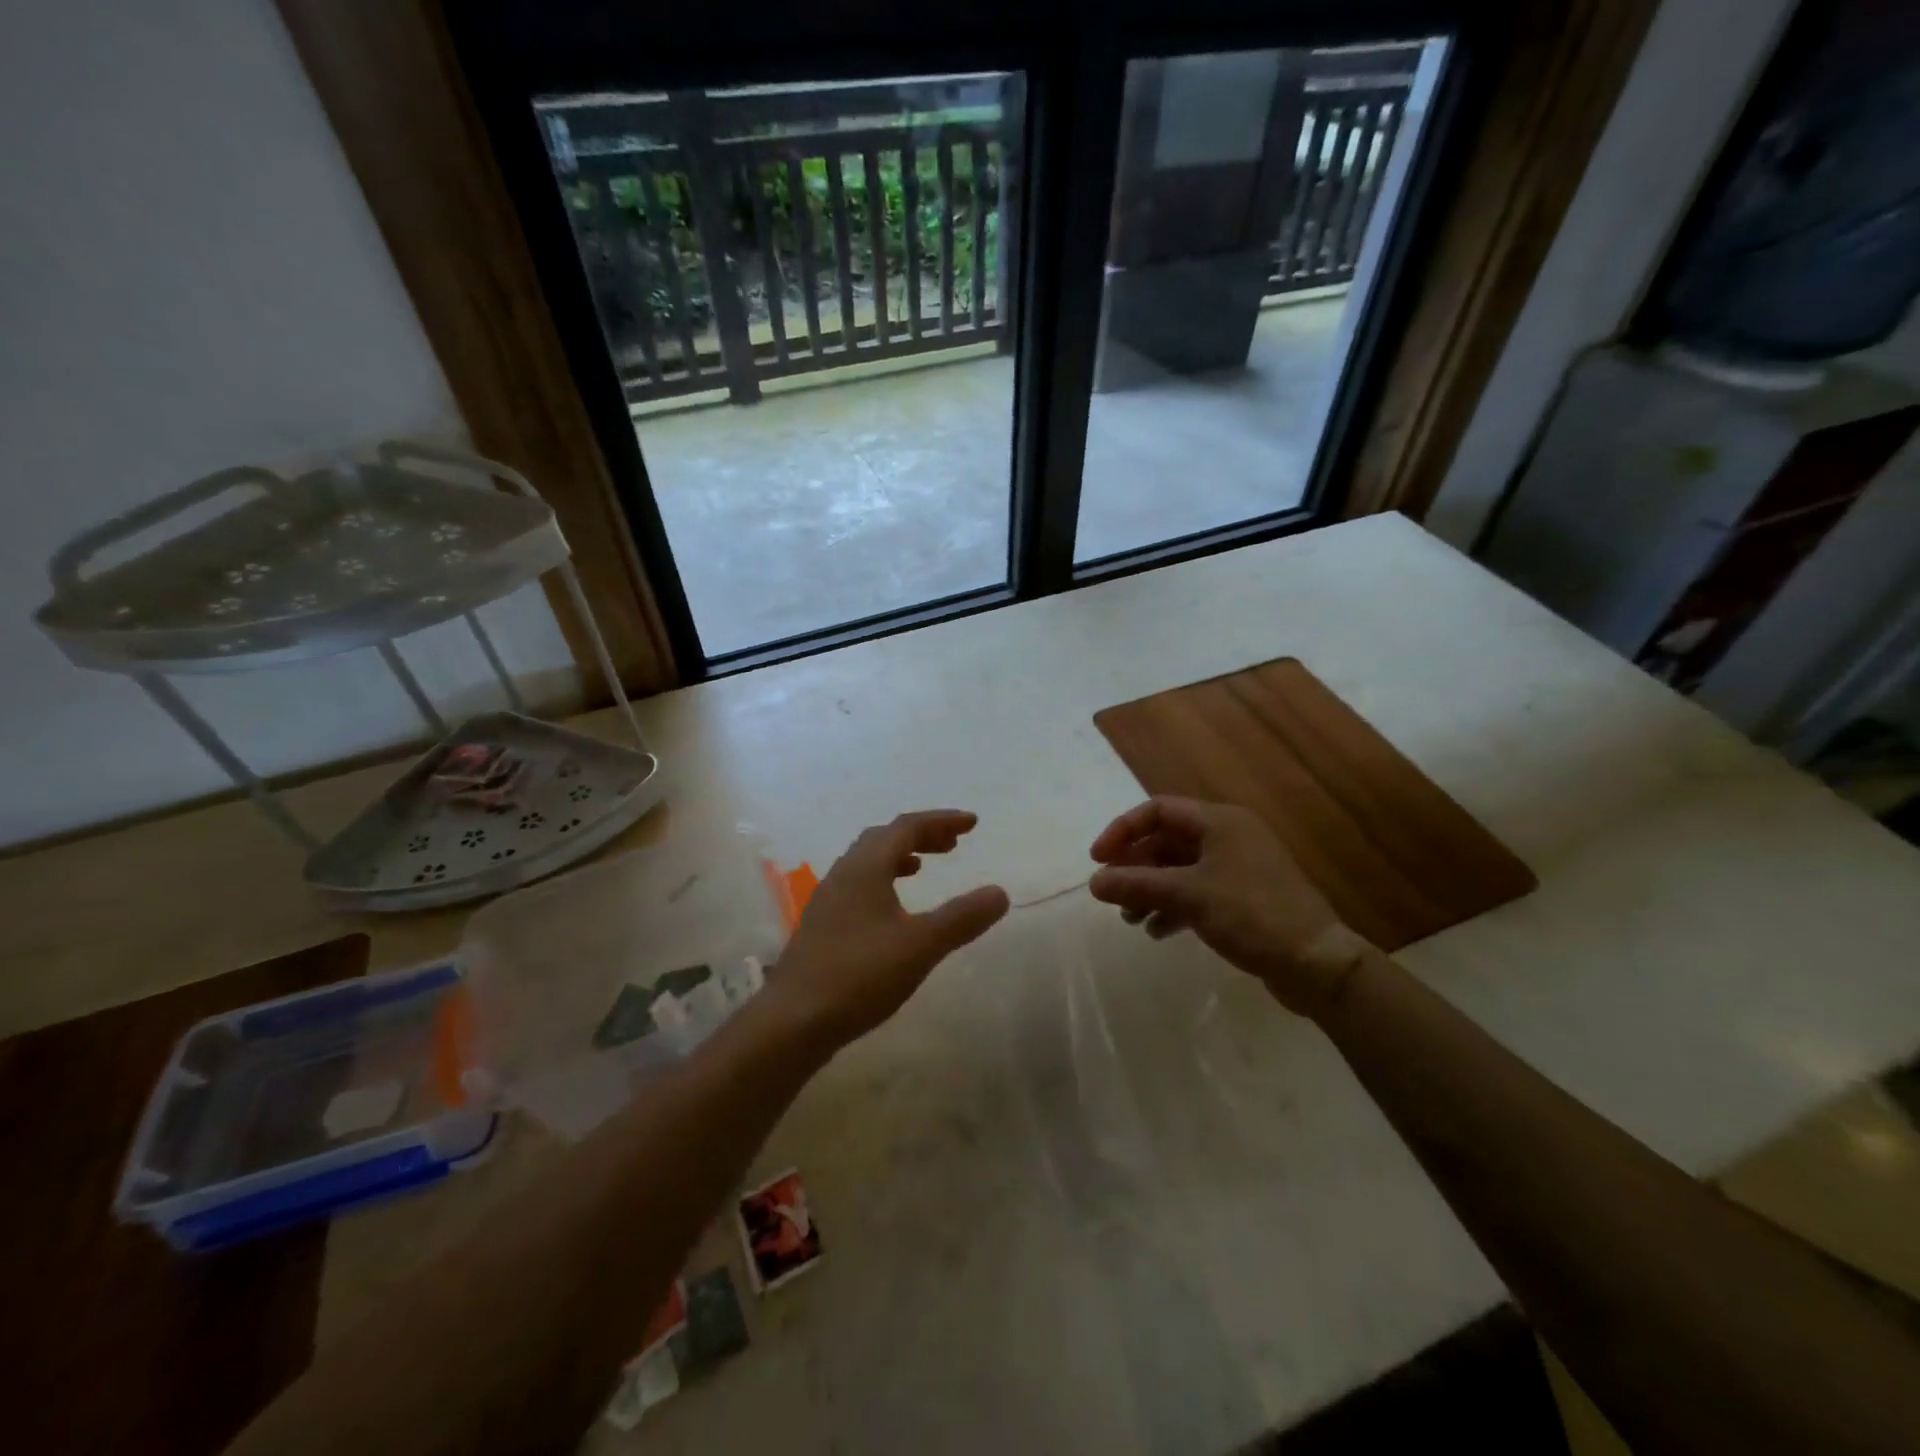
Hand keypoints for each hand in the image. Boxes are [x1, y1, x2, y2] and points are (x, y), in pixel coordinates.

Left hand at [769, 810, 1009, 1048]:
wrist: (793, 1021)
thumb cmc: (859, 975)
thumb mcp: (920, 946)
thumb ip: (961, 918)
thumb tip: (1000, 893)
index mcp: (865, 867)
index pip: (906, 826)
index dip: (941, 821)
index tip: (972, 824)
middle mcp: (843, 874)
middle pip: (884, 838)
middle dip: (921, 835)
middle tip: (952, 844)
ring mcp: (828, 900)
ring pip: (867, 863)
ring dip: (899, 857)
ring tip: (922, 868)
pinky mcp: (822, 926)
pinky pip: (858, 886)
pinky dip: (883, 882)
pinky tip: (892, 912)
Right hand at [1088, 796, 1371, 1017]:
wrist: (1316, 963)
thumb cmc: (1251, 914)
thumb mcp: (1188, 895)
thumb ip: (1137, 884)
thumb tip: (1093, 882)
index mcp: (1219, 821)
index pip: (1158, 810)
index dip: (1123, 830)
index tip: (1098, 860)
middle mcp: (1228, 837)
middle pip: (1167, 841)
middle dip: (1135, 866)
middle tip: (1111, 893)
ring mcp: (1238, 867)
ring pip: (1179, 869)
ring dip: (1150, 889)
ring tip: (1130, 918)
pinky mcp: (1243, 897)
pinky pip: (1196, 891)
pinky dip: (1173, 906)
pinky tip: (1157, 931)